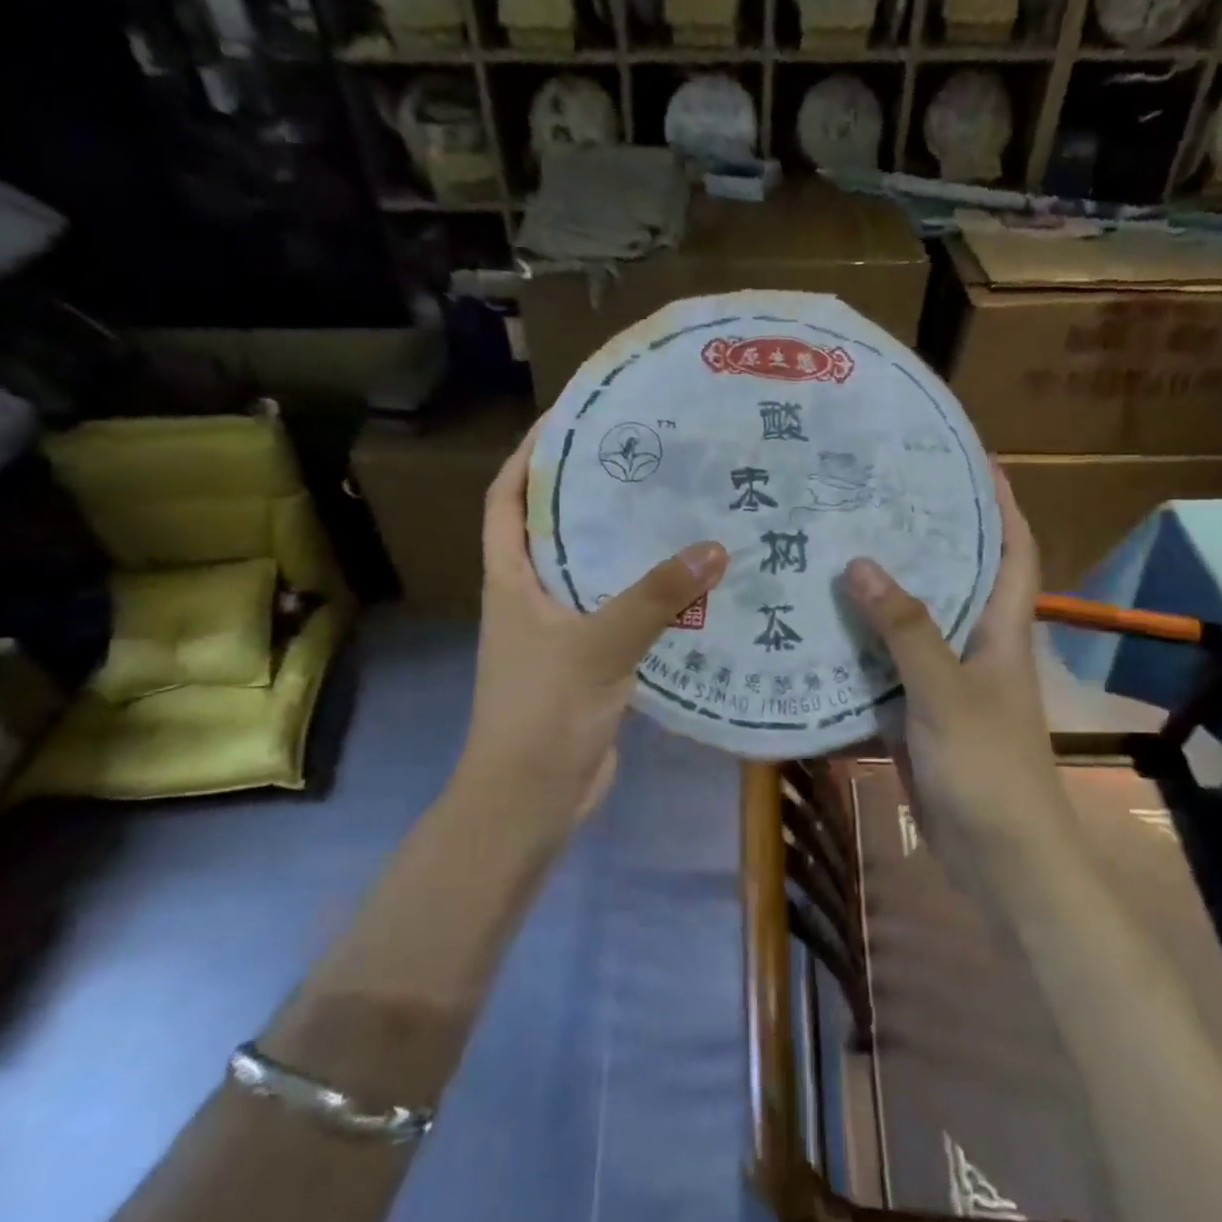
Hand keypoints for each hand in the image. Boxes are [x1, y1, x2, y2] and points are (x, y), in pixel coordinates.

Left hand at [458, 424, 729, 822]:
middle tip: (644, 459)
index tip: (567, 421)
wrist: (530, 800)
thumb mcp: (598, 645)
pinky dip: (645, 597)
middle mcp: (530, 596)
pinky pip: (617, 613)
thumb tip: (715, 547)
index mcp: (511, 579)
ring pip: (591, 572)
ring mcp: (557, 631)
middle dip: (588, 492)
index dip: (528, 458)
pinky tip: (688, 584)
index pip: (506, 500)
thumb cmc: (543, 713)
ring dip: (623, 545)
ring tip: (673, 510)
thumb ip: (656, 597)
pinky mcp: (587, 662)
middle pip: (554, 529)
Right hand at [842, 468, 1053, 898]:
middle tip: (874, 498)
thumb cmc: (988, 768)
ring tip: (836, 550)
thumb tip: (860, 563)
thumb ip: (905, 629)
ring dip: (882, 593)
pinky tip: (820, 630)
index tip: (972, 461)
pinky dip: (860, 649)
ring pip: (913, 623)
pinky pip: (887, 668)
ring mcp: (947, 682)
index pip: (1014, 551)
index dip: (1001, 504)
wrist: (999, 860)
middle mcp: (976, 646)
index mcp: (1001, 630)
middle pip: (955, 577)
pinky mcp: (919, 714)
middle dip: (926, 536)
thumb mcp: (945, 692)